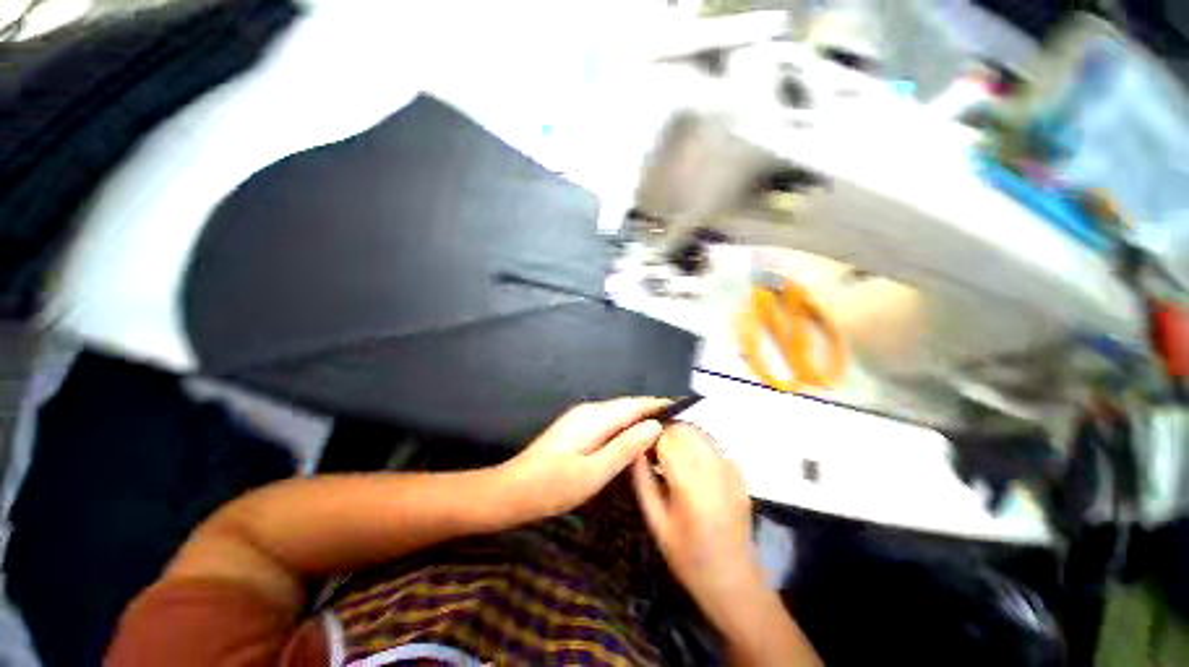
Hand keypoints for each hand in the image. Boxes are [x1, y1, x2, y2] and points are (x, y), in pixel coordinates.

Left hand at [500, 398, 666, 518]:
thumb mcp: (593, 473)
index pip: (634, 404)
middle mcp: (589, 411)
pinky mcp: (576, 428)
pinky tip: (633, 440)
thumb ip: (625, 447)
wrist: (512, 490)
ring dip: (639, 419)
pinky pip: (609, 421)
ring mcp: (580, 418)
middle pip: (627, 406)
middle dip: (651, 411)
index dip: (658, 404)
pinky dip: (625, 426)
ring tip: (662, 431)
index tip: (682, 407)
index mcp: (595, 418)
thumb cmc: (552, 486)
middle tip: (678, 424)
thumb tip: (654, 425)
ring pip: (618, 413)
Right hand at [632, 423, 763, 619]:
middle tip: (654, 454)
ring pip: (697, 432)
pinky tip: (690, 468)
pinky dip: (695, 445)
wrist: (733, 578)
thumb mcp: (655, 521)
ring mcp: (730, 467)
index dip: (650, 438)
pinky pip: (710, 444)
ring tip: (670, 459)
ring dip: (680, 437)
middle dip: (664, 434)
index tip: (642, 450)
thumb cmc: (688, 556)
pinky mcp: (738, 470)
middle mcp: (713, 469)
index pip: (666, 439)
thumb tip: (635, 448)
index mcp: (690, 485)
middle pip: (683, 429)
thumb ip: (642, 480)